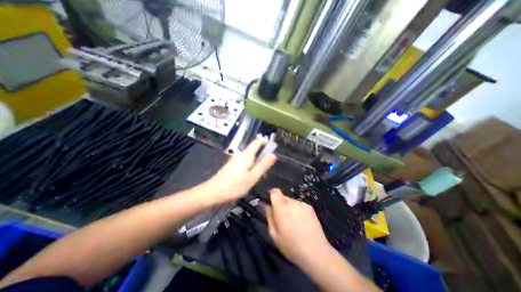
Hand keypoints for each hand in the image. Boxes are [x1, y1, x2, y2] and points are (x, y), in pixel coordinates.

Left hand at [202, 139, 275, 204]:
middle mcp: (240, 154)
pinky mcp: (231, 166)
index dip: (265, 142)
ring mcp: (234, 160)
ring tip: (257, 178)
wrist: (213, 193)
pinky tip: (248, 179)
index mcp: (246, 154)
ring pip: (249, 159)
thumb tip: (273, 154)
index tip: (272, 148)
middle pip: (254, 151)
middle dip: (261, 159)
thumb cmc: (235, 185)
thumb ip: (264, 165)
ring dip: (256, 165)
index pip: (257, 142)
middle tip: (265, 172)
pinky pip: (244, 163)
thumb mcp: (253, 176)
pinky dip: (249, 168)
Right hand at [266, 189, 331, 266]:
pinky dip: (298, 211)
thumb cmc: (291, 245)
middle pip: (283, 197)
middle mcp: (292, 202)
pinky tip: (302, 223)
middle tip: (282, 218)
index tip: (270, 201)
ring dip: (290, 208)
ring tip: (294, 223)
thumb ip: (269, 216)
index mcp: (281, 208)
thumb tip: (266, 205)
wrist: (316, 252)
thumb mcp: (274, 234)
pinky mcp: (310, 208)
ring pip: (291, 202)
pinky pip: (300, 206)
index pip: (275, 192)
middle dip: (280, 205)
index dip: (271, 194)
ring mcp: (302, 204)